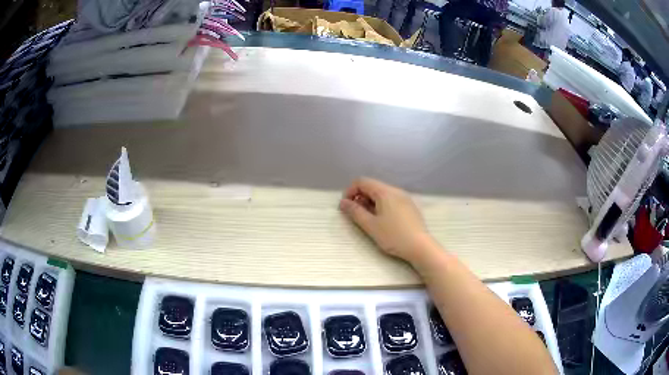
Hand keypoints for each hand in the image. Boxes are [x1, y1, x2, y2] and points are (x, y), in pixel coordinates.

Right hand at [339, 177, 432, 262]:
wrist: (420, 246)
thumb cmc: (393, 236)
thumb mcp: (370, 225)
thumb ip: (355, 212)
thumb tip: (342, 203)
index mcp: (385, 192)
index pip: (362, 182)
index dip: (350, 191)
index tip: (345, 206)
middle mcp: (395, 190)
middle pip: (372, 186)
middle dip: (359, 197)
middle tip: (355, 214)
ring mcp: (404, 198)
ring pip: (382, 193)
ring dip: (370, 202)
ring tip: (368, 219)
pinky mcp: (409, 206)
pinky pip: (391, 200)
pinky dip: (381, 205)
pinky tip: (382, 221)